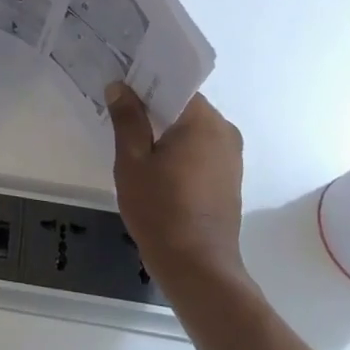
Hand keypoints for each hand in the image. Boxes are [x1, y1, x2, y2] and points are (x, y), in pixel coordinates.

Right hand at [107, 85, 246, 289]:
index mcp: (204, 121)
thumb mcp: (132, 161)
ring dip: (166, 128)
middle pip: (184, 105)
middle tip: (119, 106)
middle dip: (153, 105)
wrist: (198, 268)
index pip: (175, 85)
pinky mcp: (228, 178)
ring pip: (192, 128)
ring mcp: (230, 156)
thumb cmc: (161, 210)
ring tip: (131, 132)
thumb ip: (127, 119)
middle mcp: (224, 131)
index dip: (146, 80)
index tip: (121, 81)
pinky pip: (200, 148)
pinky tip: (153, 160)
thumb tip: (120, 87)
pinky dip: (178, 147)